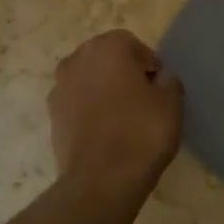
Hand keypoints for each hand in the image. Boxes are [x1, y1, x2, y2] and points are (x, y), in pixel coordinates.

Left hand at [49, 31, 182, 192]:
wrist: (101, 179)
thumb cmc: (141, 133)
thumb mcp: (171, 104)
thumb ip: (169, 82)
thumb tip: (161, 78)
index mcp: (106, 48)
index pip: (130, 44)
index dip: (148, 63)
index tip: (159, 87)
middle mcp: (76, 60)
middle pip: (104, 58)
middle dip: (122, 73)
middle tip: (142, 100)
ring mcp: (59, 88)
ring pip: (88, 81)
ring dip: (103, 91)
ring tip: (123, 118)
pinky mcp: (52, 116)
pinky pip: (77, 104)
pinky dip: (89, 111)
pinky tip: (105, 133)